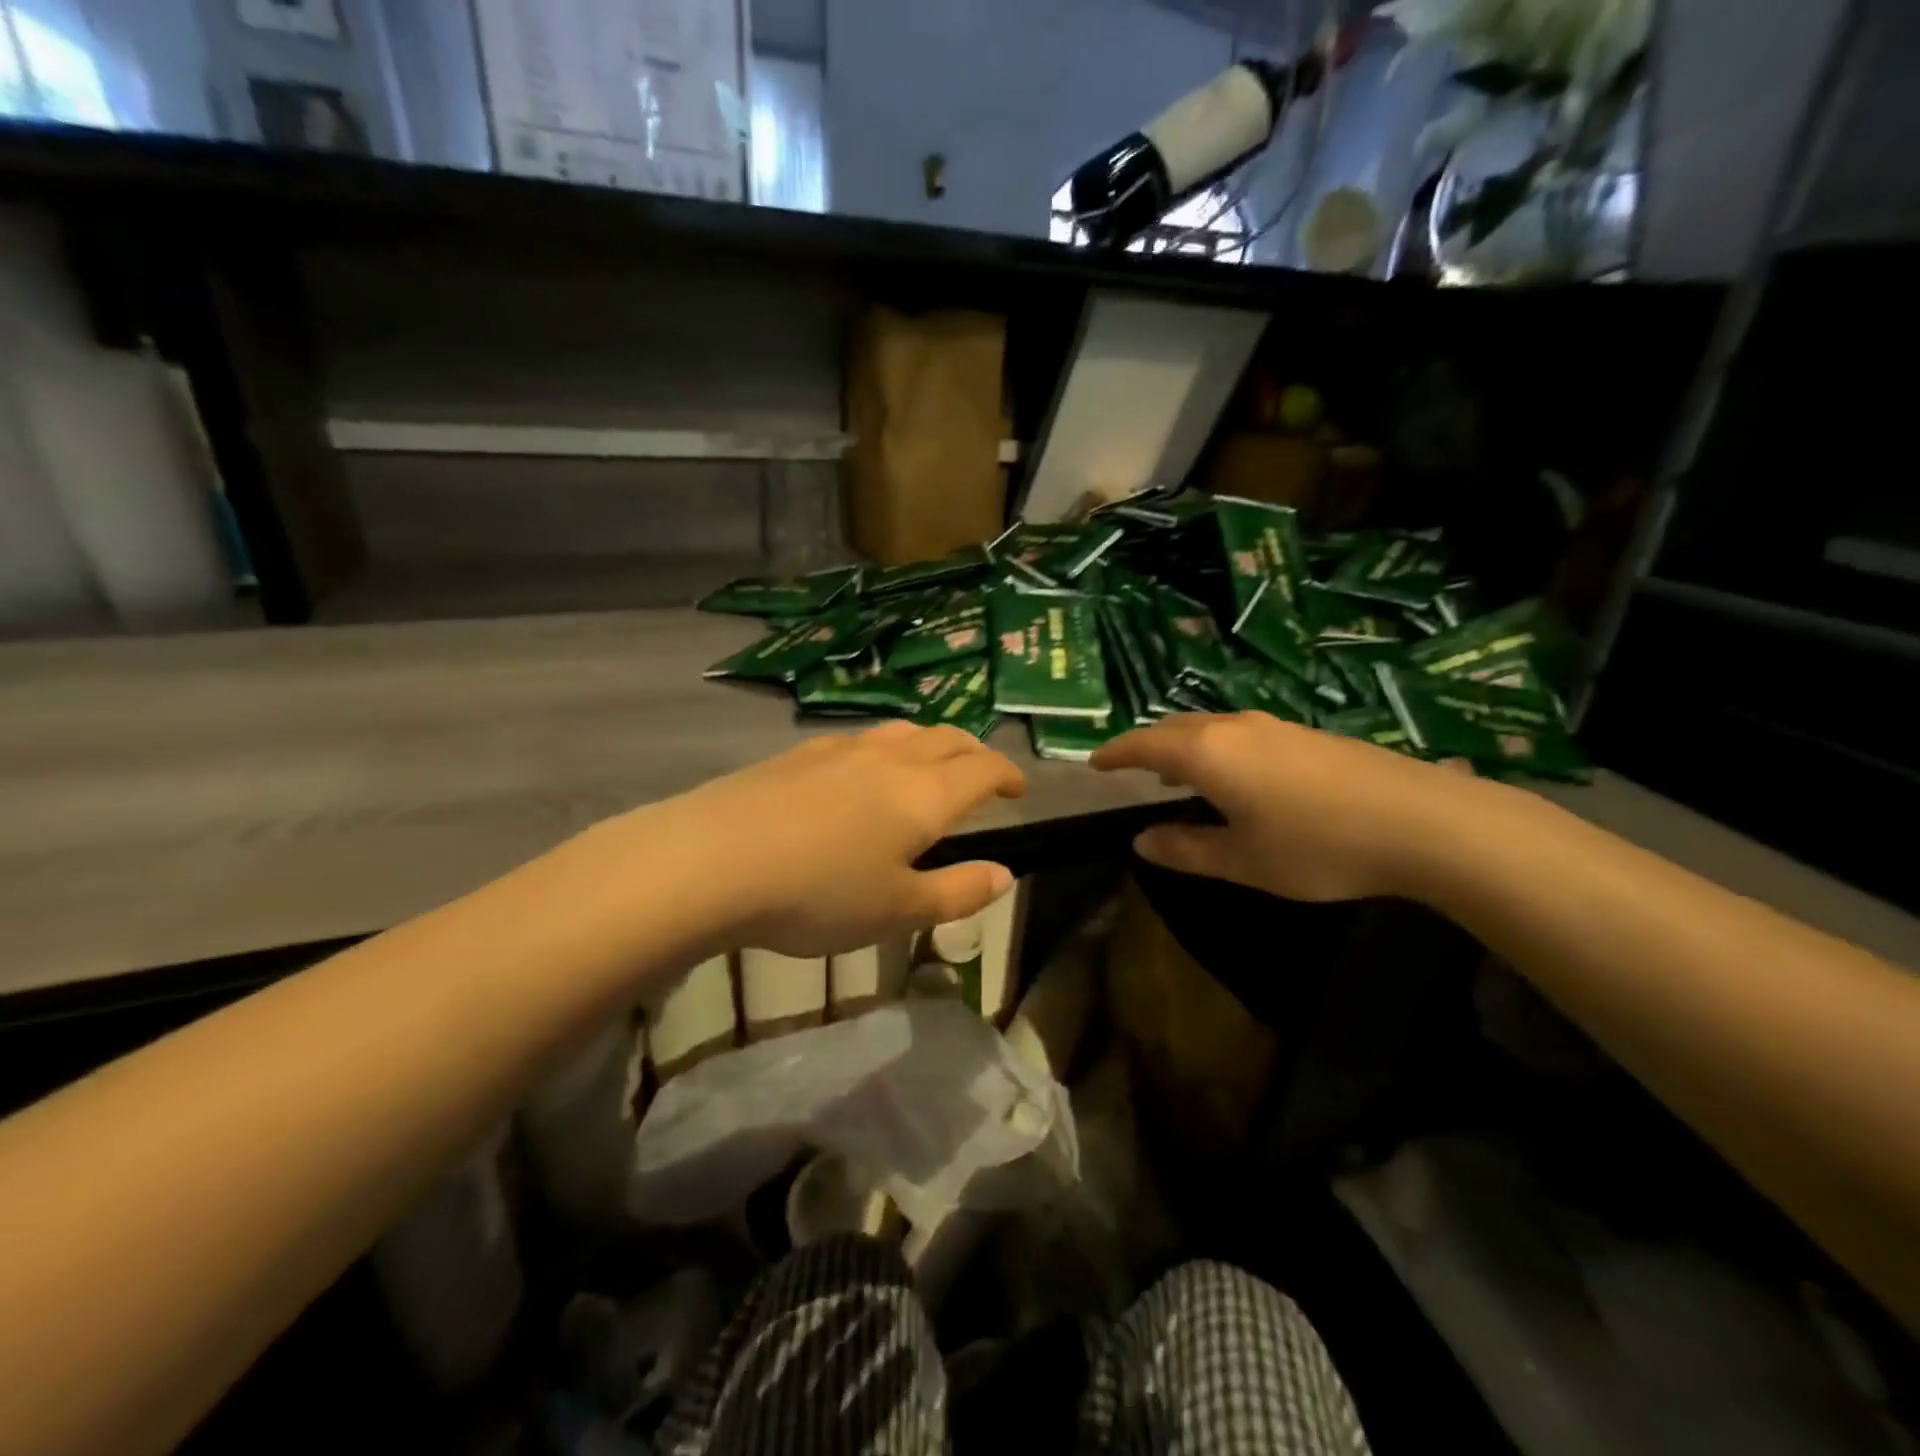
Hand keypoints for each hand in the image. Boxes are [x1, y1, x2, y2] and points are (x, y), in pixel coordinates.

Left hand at [631, 722, 1026, 956]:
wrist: (712, 860)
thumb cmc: (818, 893)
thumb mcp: (897, 910)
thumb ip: (957, 892)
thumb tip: (1005, 874)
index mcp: (924, 794)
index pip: (981, 768)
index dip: (1007, 774)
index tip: (1018, 789)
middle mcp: (889, 759)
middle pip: (946, 738)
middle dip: (973, 752)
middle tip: (981, 774)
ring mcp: (839, 749)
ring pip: (901, 731)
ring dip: (928, 744)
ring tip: (926, 767)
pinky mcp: (797, 753)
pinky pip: (857, 740)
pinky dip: (882, 750)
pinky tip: (859, 774)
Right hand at [1091, 712, 1475, 901]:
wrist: (1426, 822)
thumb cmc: (1319, 846)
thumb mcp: (1243, 861)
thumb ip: (1186, 850)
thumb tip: (1142, 841)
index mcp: (1208, 753)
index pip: (1144, 744)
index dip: (1115, 753)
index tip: (1094, 763)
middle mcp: (1236, 728)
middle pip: (1176, 728)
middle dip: (1149, 747)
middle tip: (1133, 770)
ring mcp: (1276, 727)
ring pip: (1212, 728)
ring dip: (1185, 747)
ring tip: (1176, 774)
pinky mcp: (1308, 736)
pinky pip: (1242, 734)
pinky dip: (1218, 750)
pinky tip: (1236, 778)